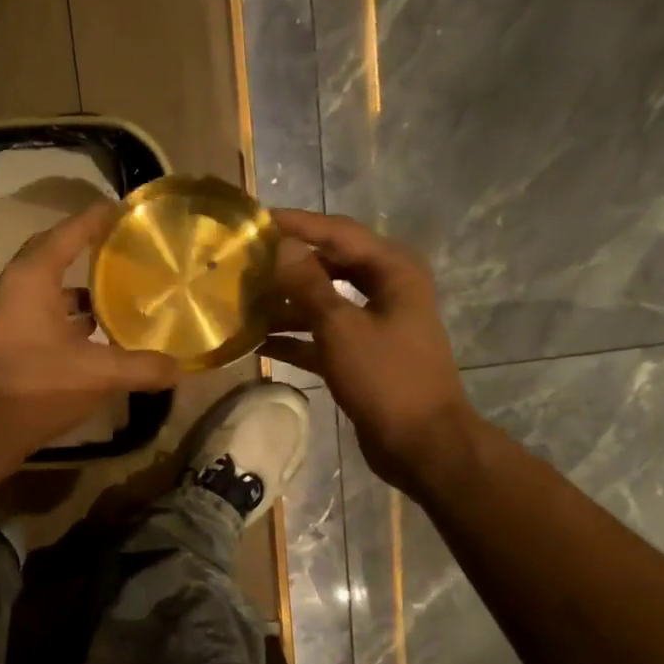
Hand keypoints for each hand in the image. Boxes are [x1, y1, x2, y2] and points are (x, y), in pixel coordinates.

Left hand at [0, 204, 180, 462]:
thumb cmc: (35, 384)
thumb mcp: (97, 374)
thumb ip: (141, 368)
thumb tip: (181, 369)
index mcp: (33, 278)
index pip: (69, 233)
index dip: (98, 219)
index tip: (125, 209)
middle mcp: (16, 289)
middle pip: (56, 259)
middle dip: (90, 254)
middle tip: (125, 252)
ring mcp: (8, 318)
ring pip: (50, 295)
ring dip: (81, 296)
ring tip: (119, 299)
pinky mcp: (9, 346)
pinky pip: (45, 321)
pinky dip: (70, 324)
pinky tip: (96, 340)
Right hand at [261, 209, 480, 493]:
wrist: (421, 442)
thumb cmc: (386, 378)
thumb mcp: (342, 327)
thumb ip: (308, 285)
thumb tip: (280, 246)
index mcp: (392, 271)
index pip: (338, 233)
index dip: (297, 224)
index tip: (255, 220)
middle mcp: (385, 289)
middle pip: (329, 264)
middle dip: (288, 263)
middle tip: (245, 260)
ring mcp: (373, 324)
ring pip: (322, 302)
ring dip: (286, 303)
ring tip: (242, 300)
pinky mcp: (361, 355)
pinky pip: (321, 335)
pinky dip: (294, 337)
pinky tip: (257, 341)